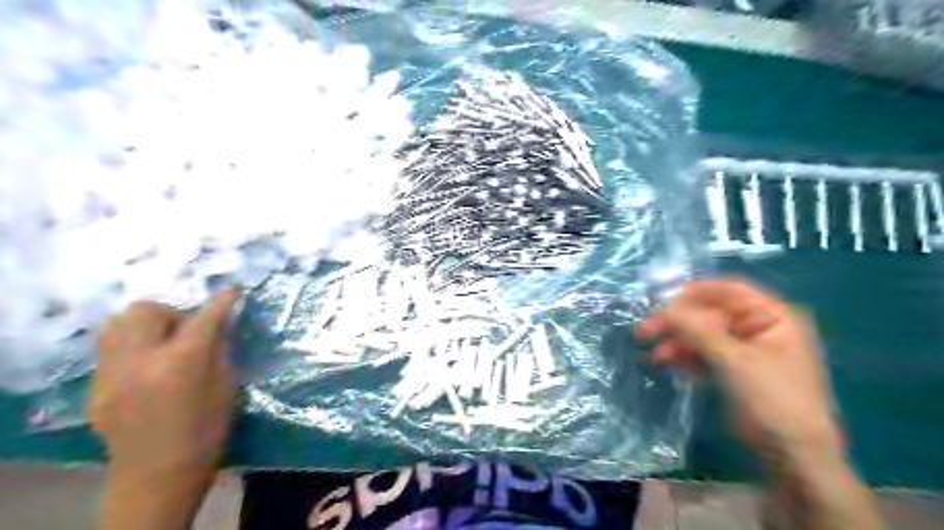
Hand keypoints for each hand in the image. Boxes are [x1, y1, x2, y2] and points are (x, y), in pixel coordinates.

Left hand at [91, 289, 240, 478]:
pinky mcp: (97, 387)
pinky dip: (132, 346)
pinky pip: (111, 348)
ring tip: (162, 342)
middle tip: (186, 330)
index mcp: (183, 362)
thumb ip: (219, 348)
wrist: (159, 472)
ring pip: (117, 324)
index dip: (222, 301)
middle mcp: (141, 360)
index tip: (233, 290)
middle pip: (145, 310)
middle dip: (171, 312)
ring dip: (145, 324)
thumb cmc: (207, 427)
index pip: (205, 317)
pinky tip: (147, 366)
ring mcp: (112, 374)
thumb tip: (219, 322)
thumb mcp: (227, 384)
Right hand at [634, 279, 840, 457]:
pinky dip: (684, 357)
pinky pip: (704, 356)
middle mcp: (758, 329)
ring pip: (703, 337)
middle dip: (677, 323)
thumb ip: (697, 330)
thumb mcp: (734, 360)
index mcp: (772, 317)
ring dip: (676, 342)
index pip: (729, 291)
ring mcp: (745, 352)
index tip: (661, 298)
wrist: (793, 457)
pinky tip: (663, 362)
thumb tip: (662, 306)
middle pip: (709, 315)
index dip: (695, 292)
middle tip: (645, 330)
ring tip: (652, 353)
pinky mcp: (733, 372)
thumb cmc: (772, 399)